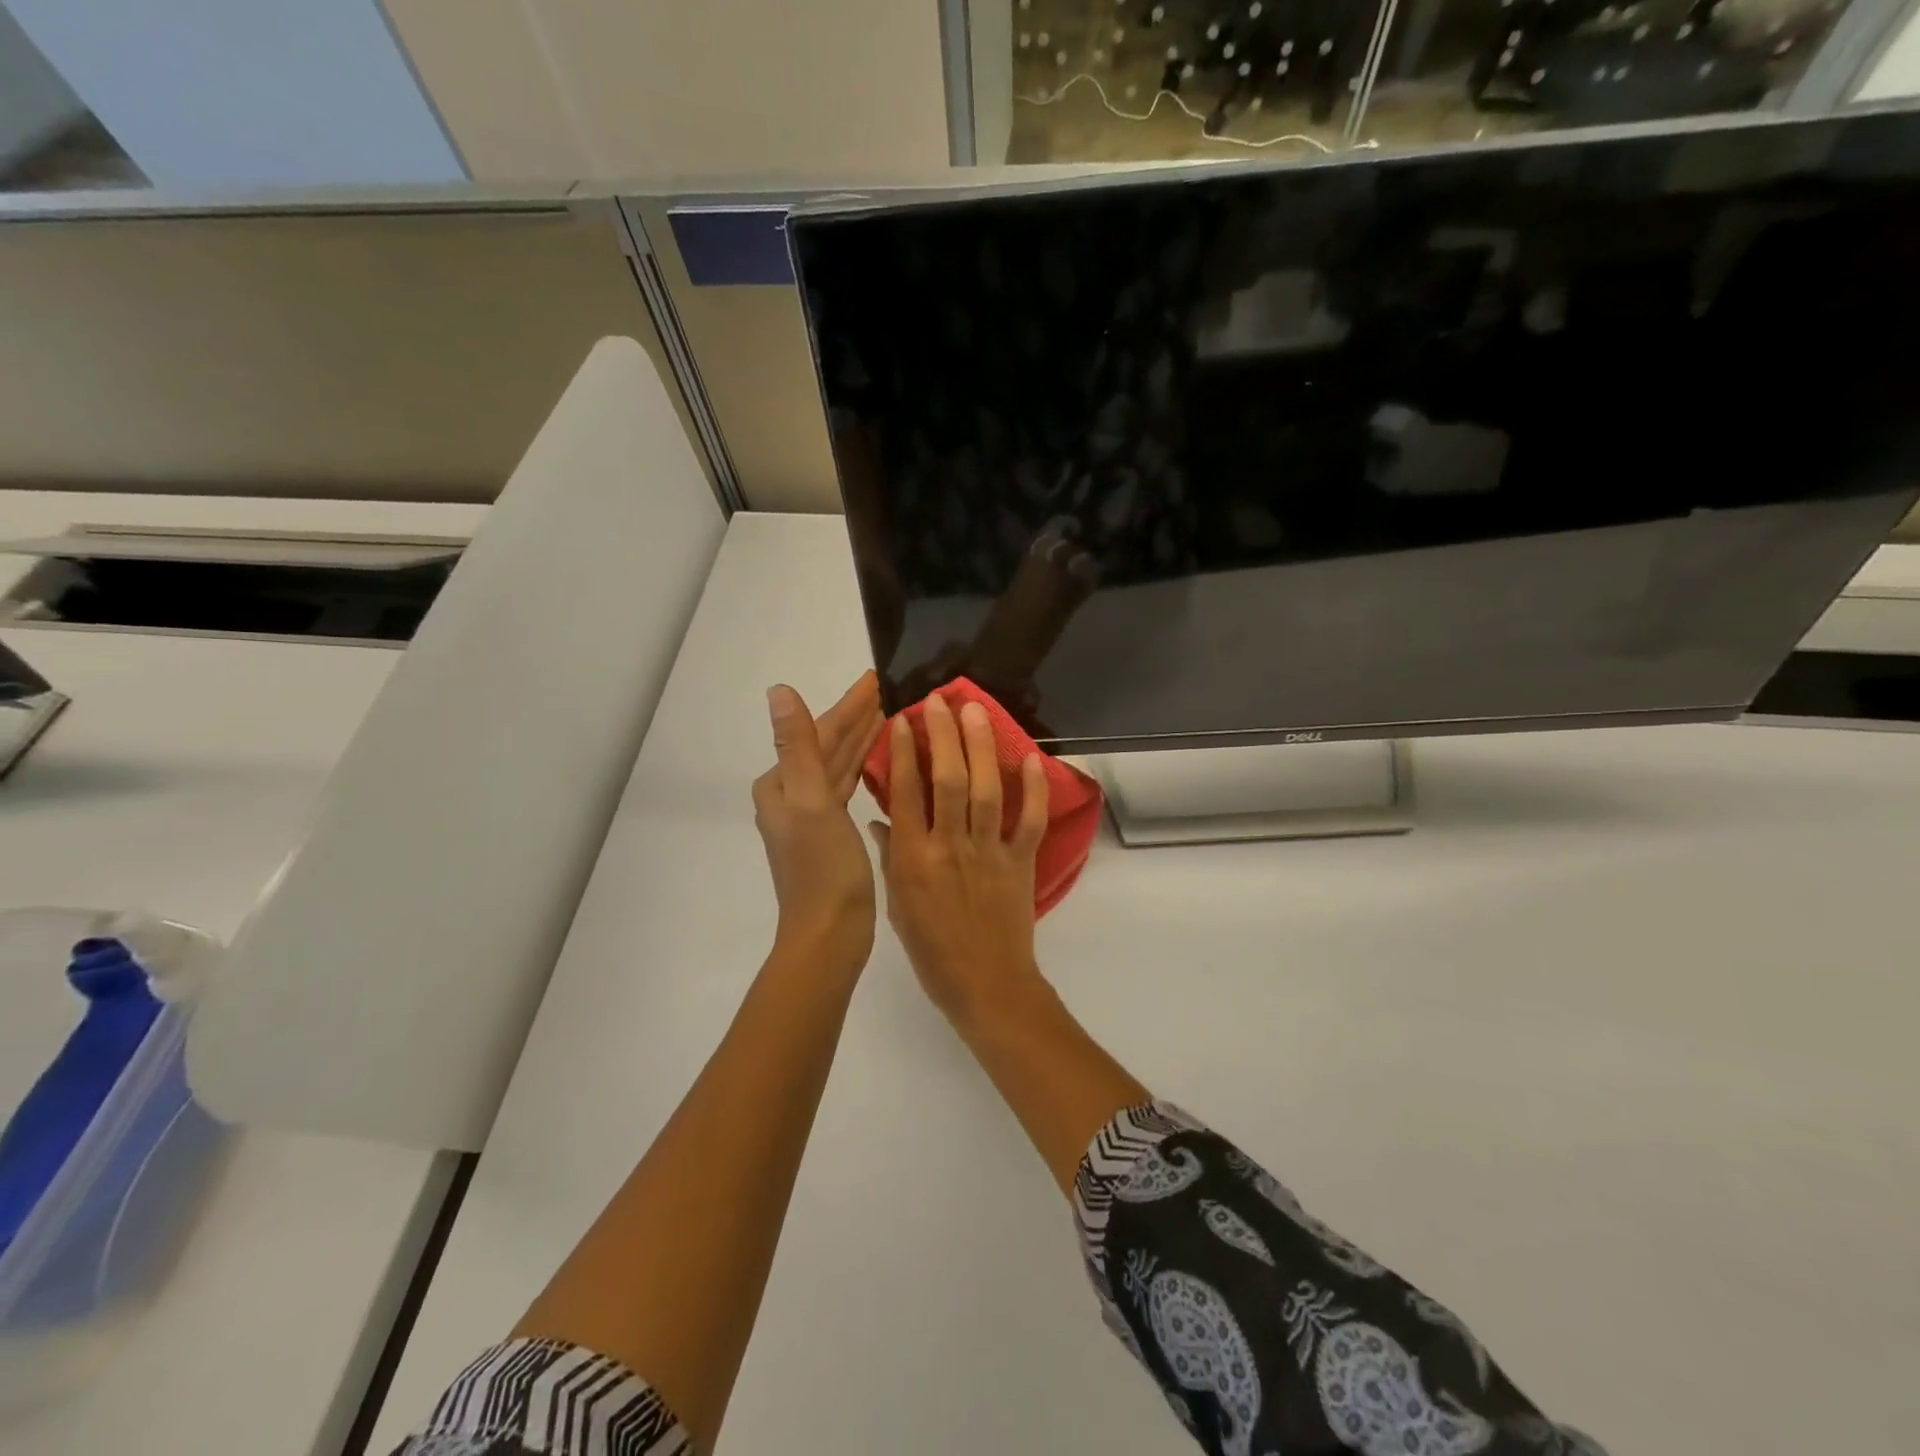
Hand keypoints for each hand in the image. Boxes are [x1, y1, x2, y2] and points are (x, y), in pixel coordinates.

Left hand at [753, 672, 884, 969]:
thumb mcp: (811, 801)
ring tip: (893, 715)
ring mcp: (811, 815)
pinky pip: (848, 787)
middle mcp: (791, 795)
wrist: (829, 935)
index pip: (819, 732)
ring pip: (840, 766)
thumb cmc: (822, 869)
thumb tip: (777, 690)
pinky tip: (883, 760)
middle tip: (892, 690)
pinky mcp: (831, 832)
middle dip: (858, 718)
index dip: (849, 705)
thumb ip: (797, 745)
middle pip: (829, 746)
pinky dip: (864, 769)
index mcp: (781, 784)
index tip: (877, 679)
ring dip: (863, 740)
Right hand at [869, 693, 1048, 1028]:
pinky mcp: (1021, 863)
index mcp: (914, 859)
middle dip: (943, 736)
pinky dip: (1034, 789)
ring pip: (985, 790)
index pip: (906, 794)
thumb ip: (890, 857)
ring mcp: (989, 853)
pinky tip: (1031, 757)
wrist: (985, 985)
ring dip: (982, 747)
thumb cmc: (932, 950)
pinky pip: (1029, 821)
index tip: (902, 719)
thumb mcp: (897, 905)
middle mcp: (950, 847)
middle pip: (947, 780)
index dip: (903, 753)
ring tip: (976, 711)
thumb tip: (879, 818)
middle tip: (940, 700)